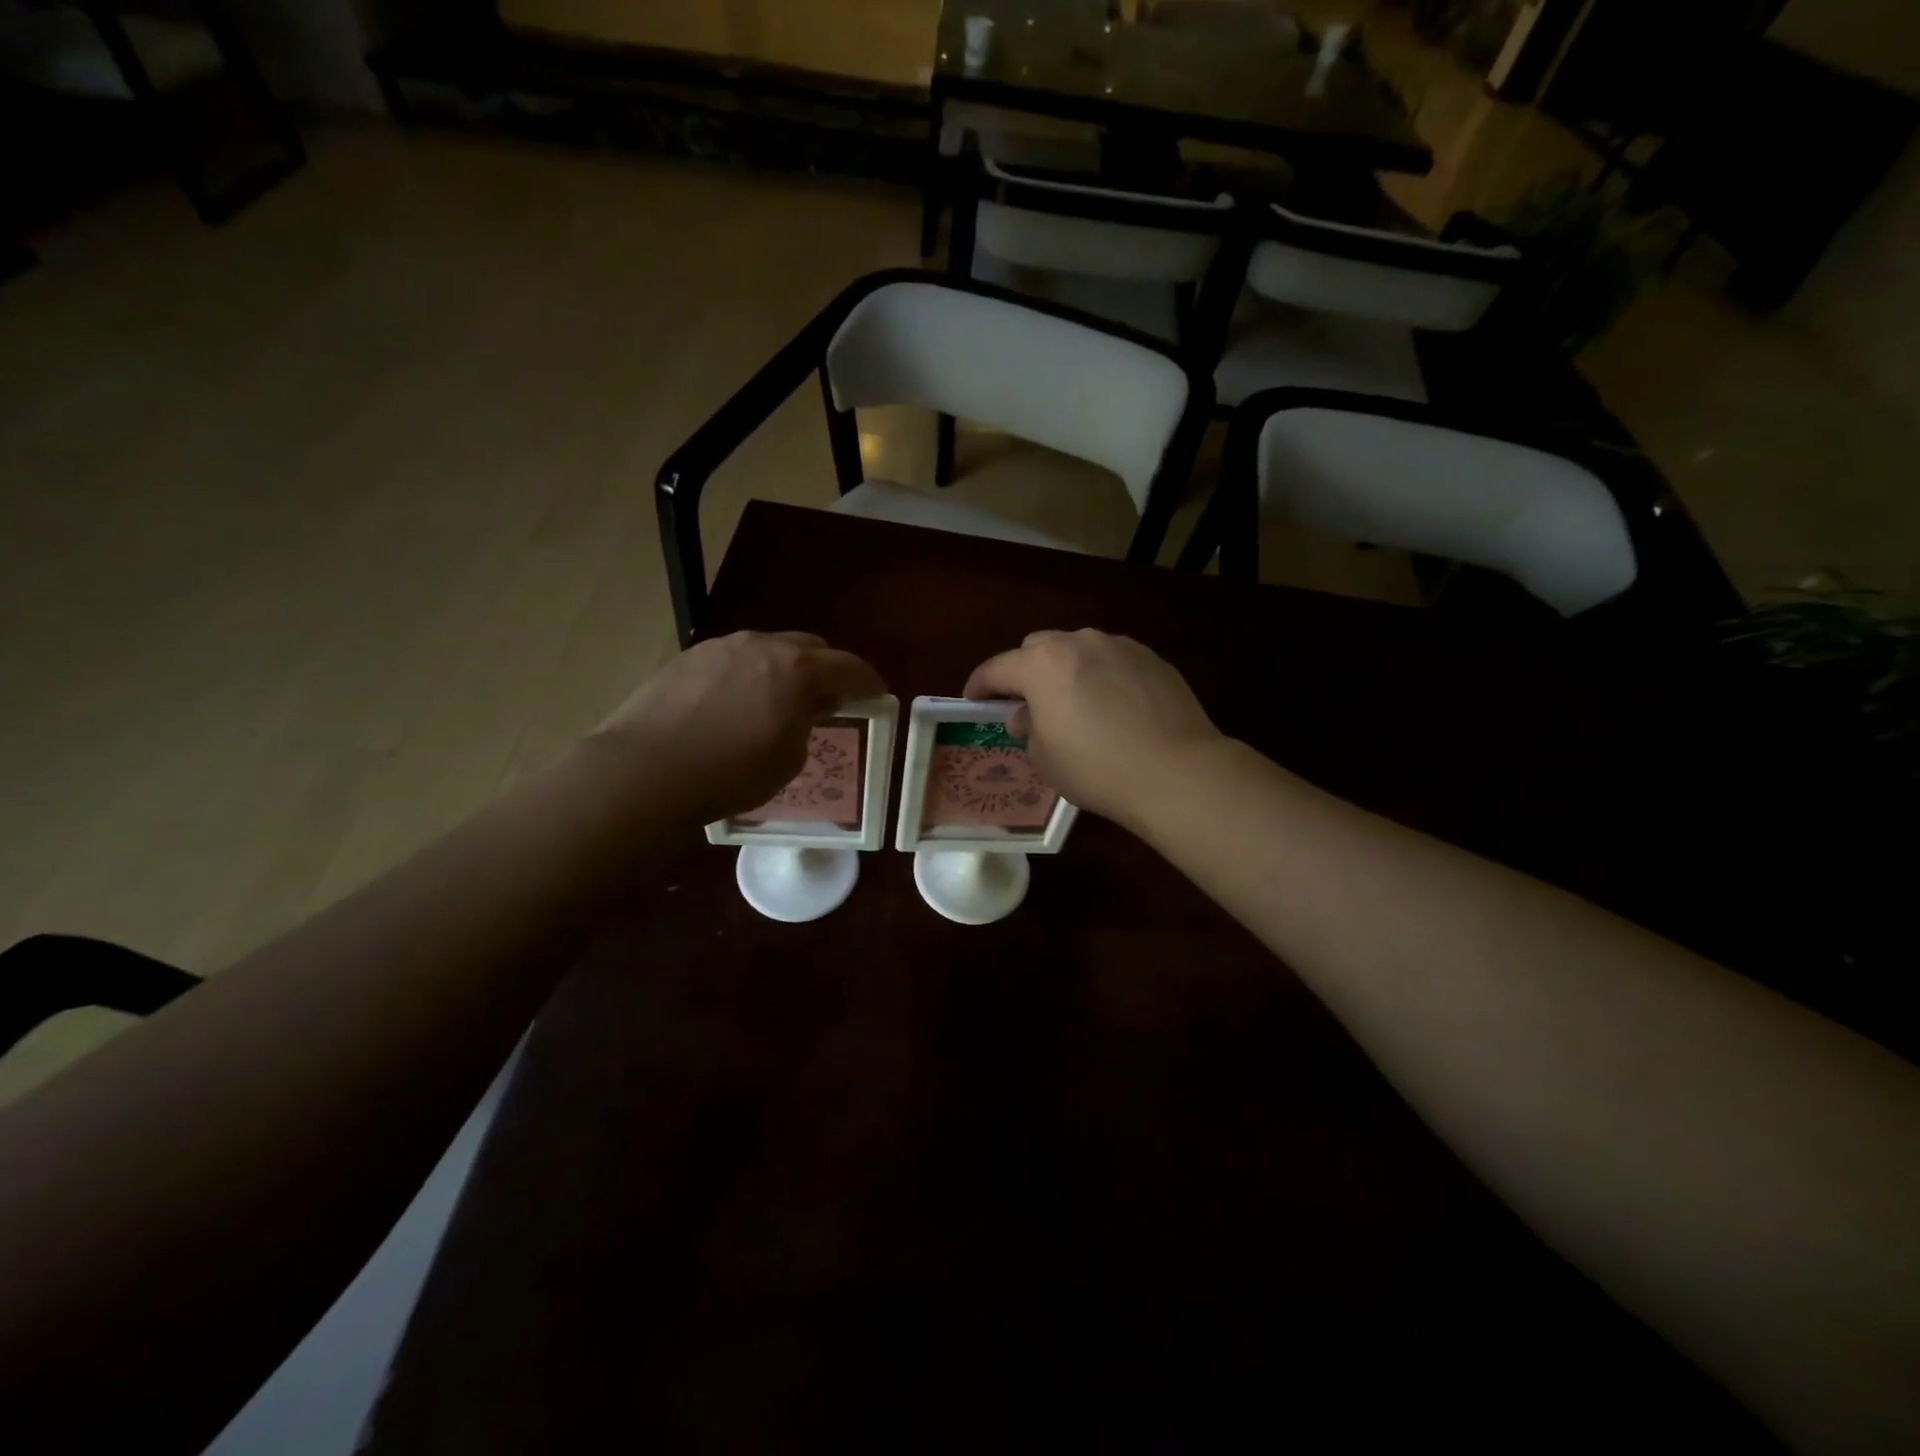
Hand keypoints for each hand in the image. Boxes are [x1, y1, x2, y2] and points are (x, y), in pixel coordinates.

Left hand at [593, 632, 885, 823]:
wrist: (646, 771)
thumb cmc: (731, 772)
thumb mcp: (788, 758)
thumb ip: (808, 722)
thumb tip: (810, 705)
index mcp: (797, 669)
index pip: (849, 667)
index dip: (868, 682)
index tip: (876, 695)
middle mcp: (762, 645)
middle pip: (810, 647)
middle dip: (825, 669)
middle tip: (827, 698)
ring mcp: (721, 646)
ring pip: (768, 648)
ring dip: (783, 669)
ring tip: (777, 699)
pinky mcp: (688, 657)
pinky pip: (734, 658)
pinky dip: (748, 674)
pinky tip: (734, 703)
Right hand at [963, 630, 1223, 827]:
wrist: (1176, 771)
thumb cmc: (1097, 769)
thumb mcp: (1045, 759)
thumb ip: (1028, 729)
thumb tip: (1028, 716)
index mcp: (1042, 665)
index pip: (996, 668)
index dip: (979, 685)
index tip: (973, 700)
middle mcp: (1079, 643)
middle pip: (1038, 647)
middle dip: (1026, 671)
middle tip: (1030, 704)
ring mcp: (1120, 646)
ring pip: (1079, 650)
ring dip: (1068, 671)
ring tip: (1077, 705)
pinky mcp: (1152, 658)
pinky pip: (1114, 661)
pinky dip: (1103, 677)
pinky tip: (1115, 707)